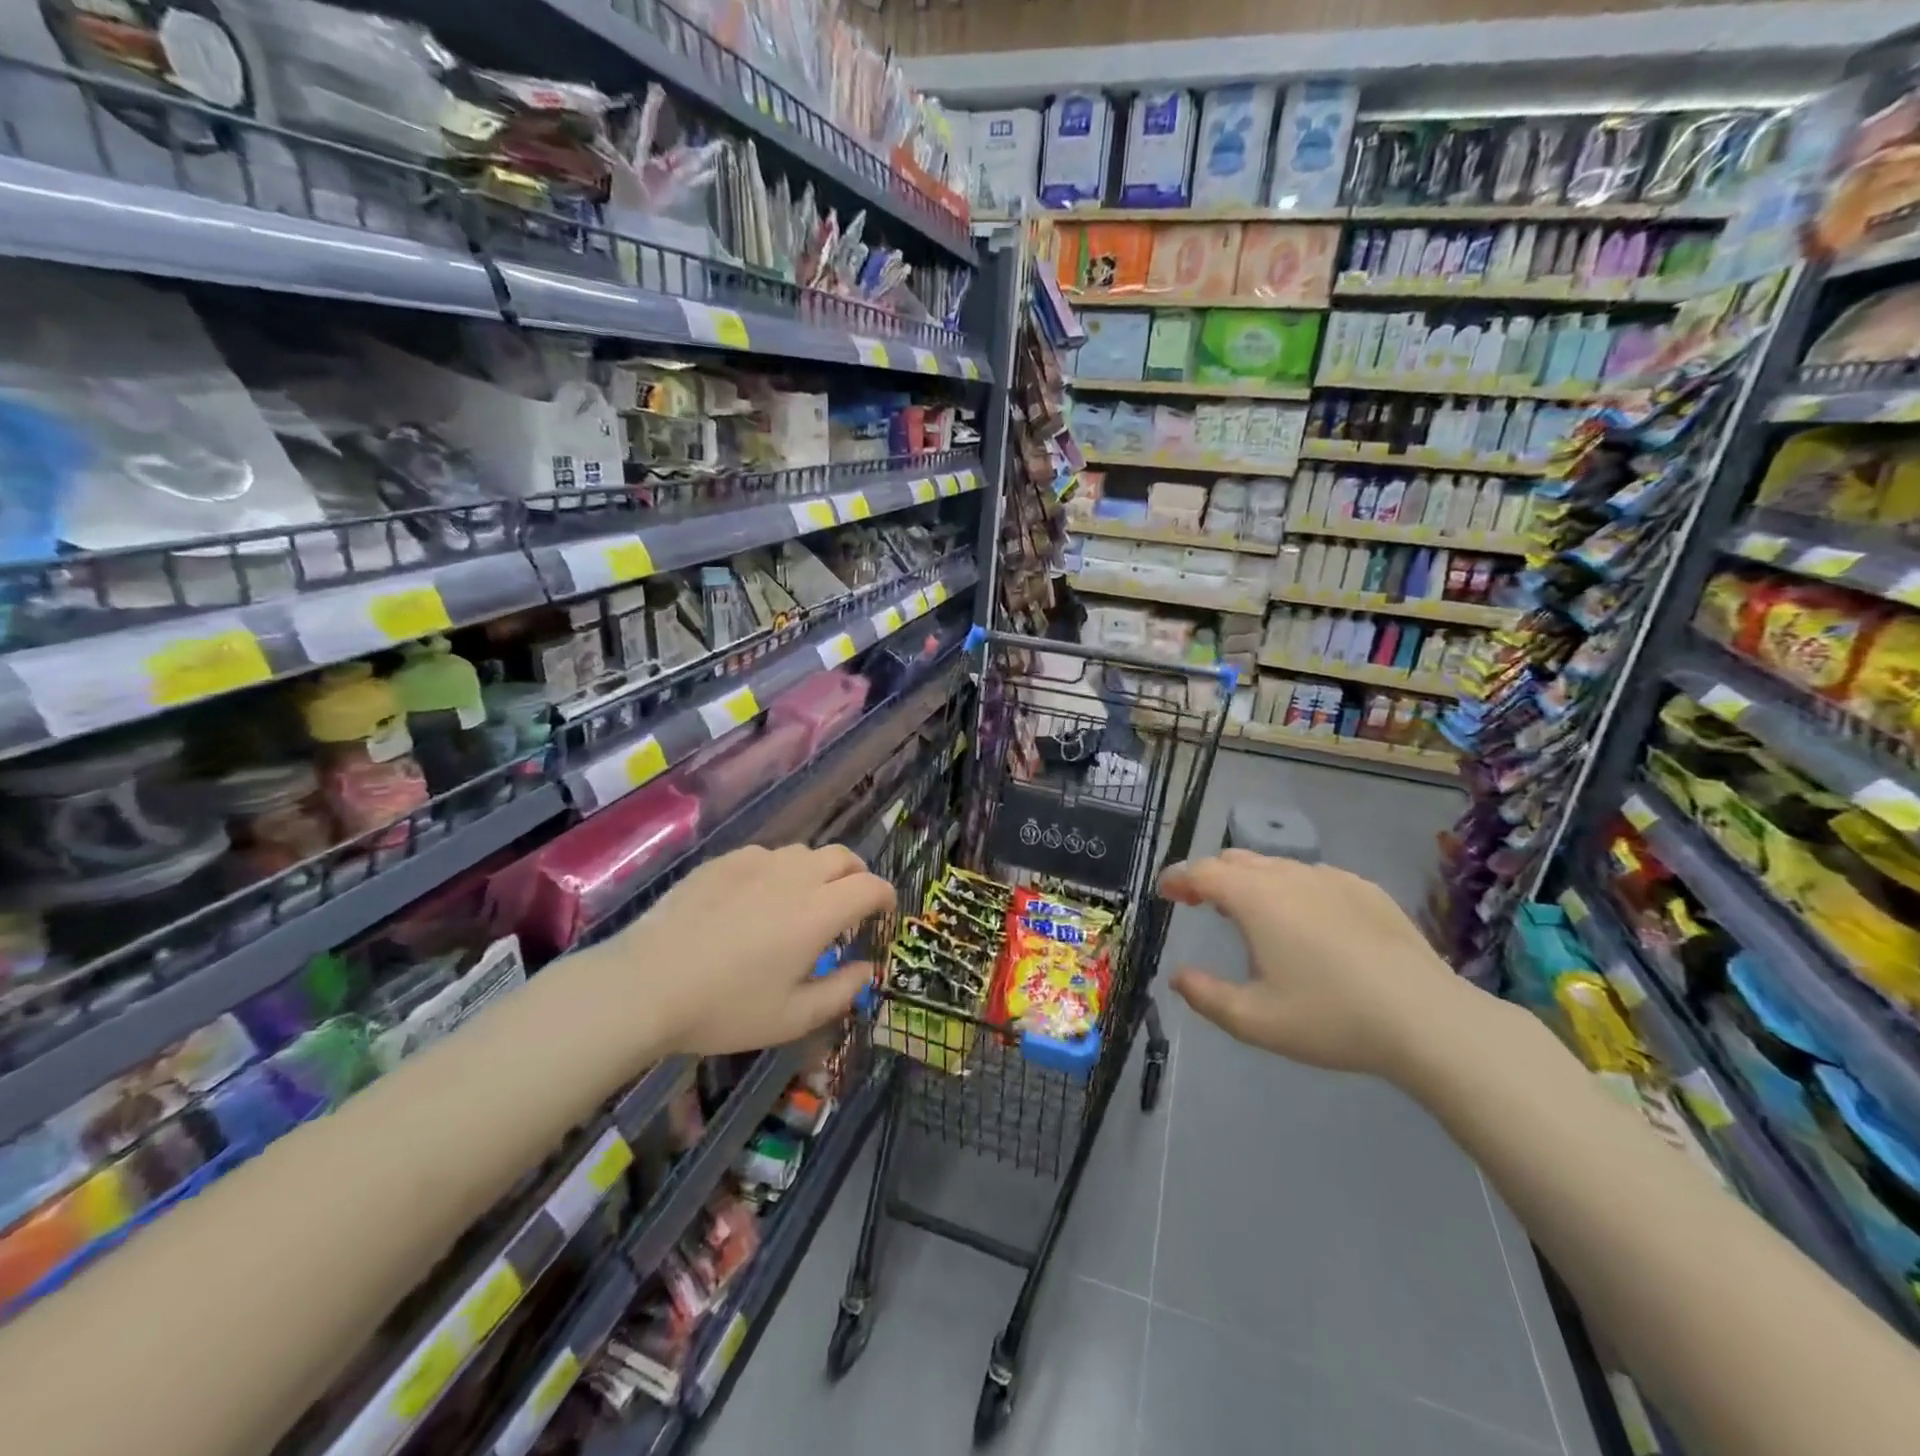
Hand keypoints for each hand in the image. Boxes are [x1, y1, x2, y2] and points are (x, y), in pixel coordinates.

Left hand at [600, 843, 895, 1055]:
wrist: (645, 984)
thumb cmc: (725, 1008)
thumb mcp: (791, 1017)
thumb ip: (841, 992)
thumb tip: (868, 969)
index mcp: (818, 912)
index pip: (870, 886)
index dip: (885, 896)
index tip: (884, 913)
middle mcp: (794, 877)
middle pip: (843, 857)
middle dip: (857, 876)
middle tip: (850, 905)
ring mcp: (755, 863)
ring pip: (804, 853)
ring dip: (818, 872)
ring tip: (804, 901)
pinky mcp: (722, 862)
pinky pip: (765, 855)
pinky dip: (779, 870)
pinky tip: (758, 898)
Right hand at [1160, 850, 1477, 1079]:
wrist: (1428, 1020)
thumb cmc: (1331, 1018)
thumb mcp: (1255, 1021)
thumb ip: (1205, 996)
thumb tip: (1177, 977)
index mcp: (1255, 899)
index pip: (1202, 872)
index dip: (1177, 878)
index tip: (1165, 892)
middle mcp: (1288, 875)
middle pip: (1235, 859)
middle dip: (1210, 875)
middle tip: (1199, 901)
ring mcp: (1331, 878)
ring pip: (1276, 864)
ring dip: (1250, 880)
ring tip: (1249, 912)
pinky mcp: (1365, 889)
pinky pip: (1313, 876)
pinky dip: (1291, 887)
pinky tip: (1305, 920)